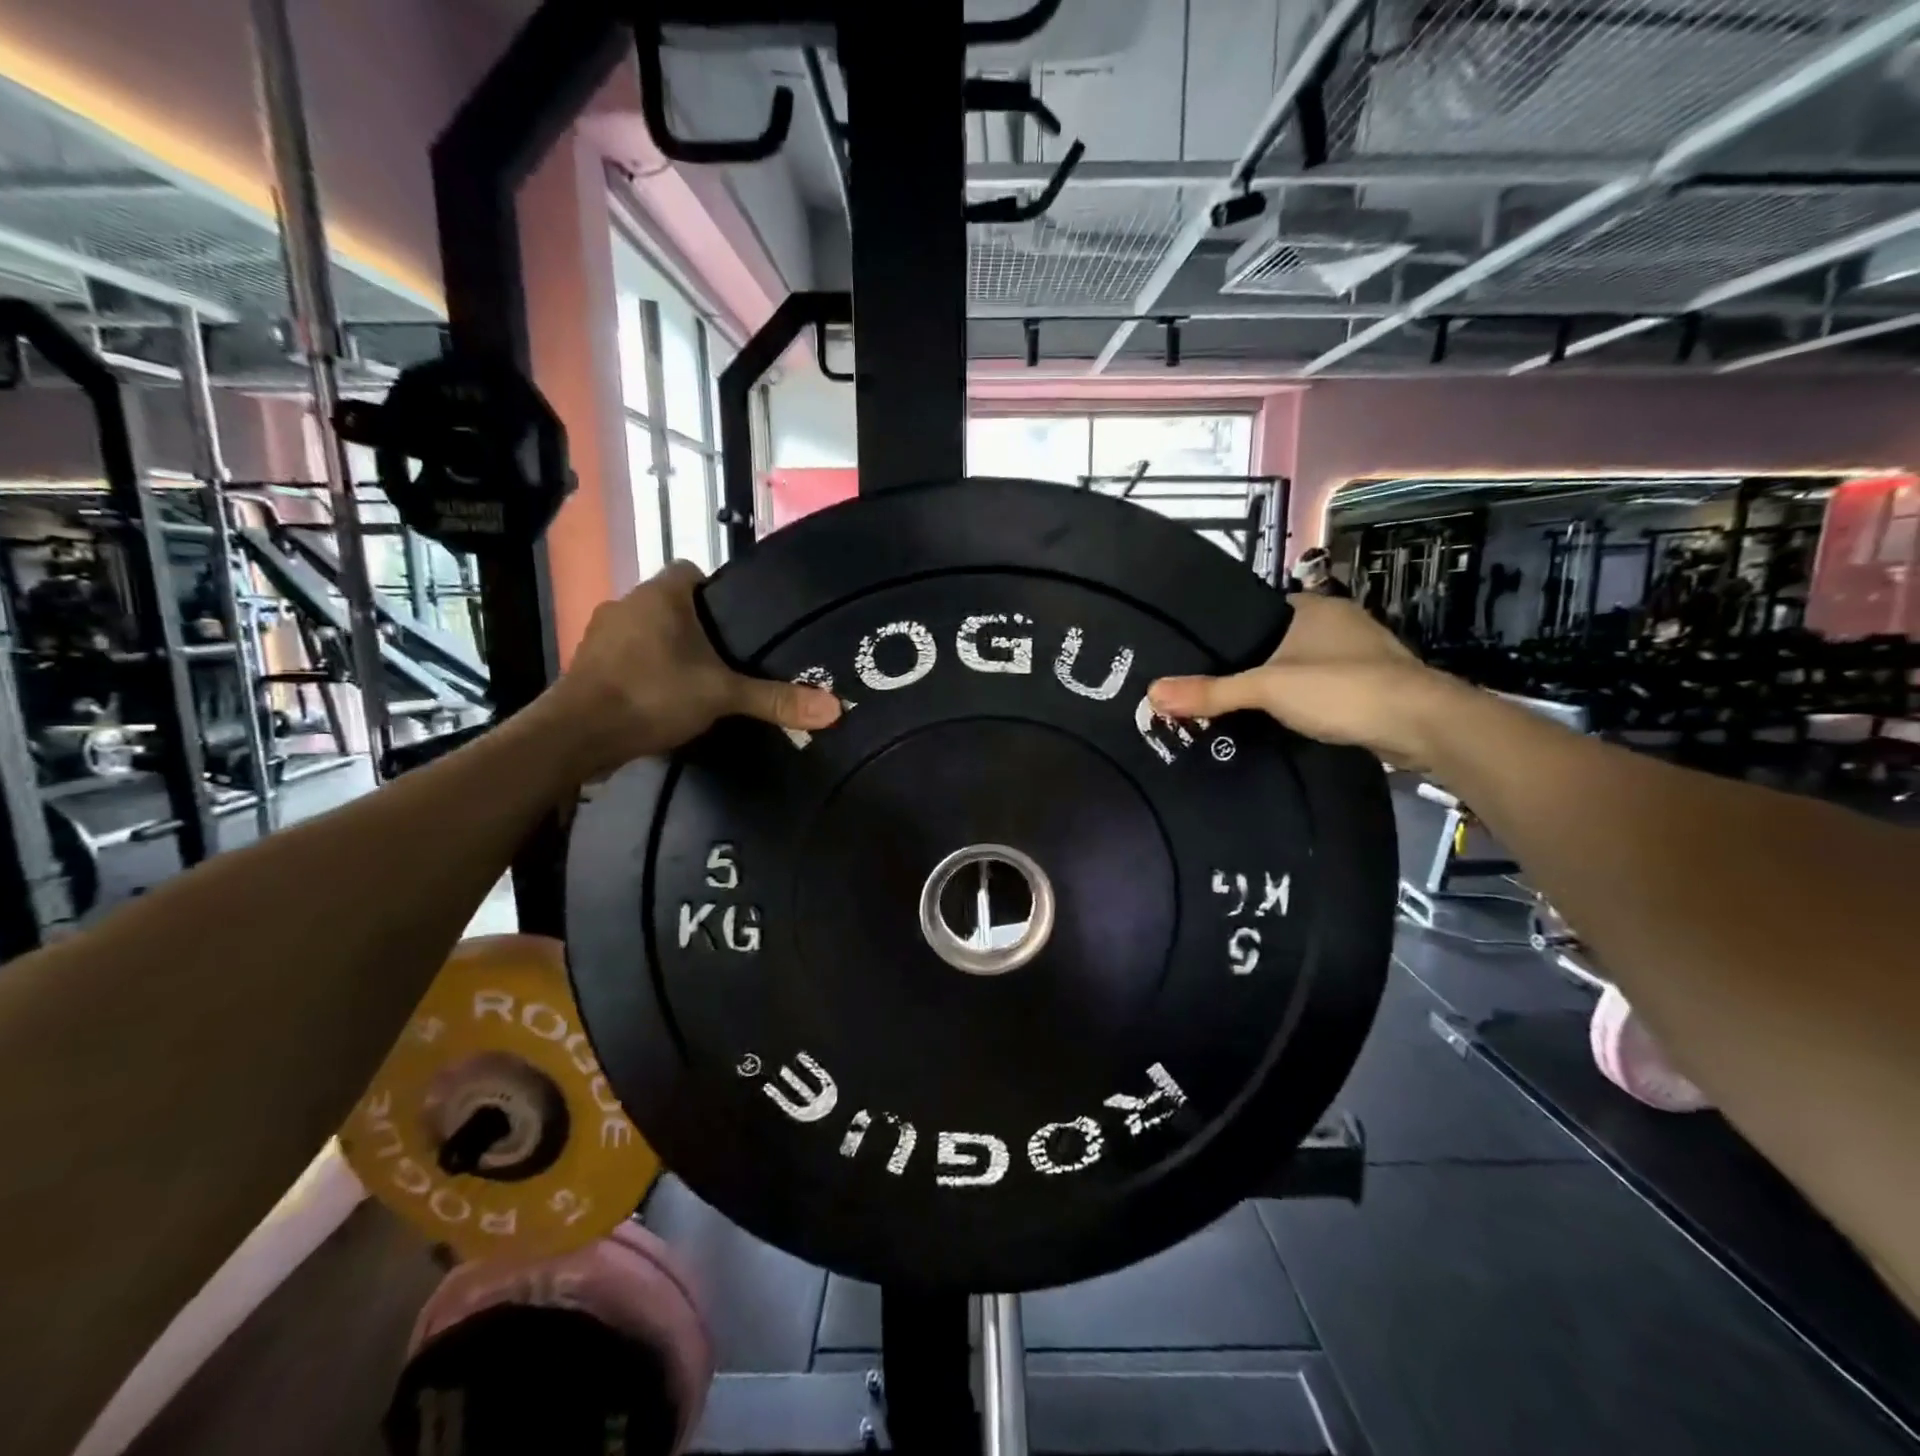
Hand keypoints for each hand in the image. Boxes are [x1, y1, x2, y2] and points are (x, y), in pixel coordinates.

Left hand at [535, 562, 839, 776]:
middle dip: (695, 627)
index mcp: (660, 595)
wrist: (577, 735)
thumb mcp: (722, 695)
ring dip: (666, 651)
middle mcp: (626, 603)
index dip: (716, 592)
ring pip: (646, 632)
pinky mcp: (586, 665)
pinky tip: (661, 701)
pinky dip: (643, 673)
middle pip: (670, 604)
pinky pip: (625, 658)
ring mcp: (601, 635)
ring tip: (697, 682)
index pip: (692, 571)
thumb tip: (835, 708)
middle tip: (728, 659)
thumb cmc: (652, 694)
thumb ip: (775, 699)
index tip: (737, 624)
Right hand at [1147, 595, 1460, 768]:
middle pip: (1278, 640)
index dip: (1228, 634)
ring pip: (1302, 665)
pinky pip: (1323, 687)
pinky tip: (1284, 719)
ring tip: (1239, 706)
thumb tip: (1151, 692)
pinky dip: (1304, 700)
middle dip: (1251, 663)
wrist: (1422, 724)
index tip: (1199, 657)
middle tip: (1211, 687)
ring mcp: (1360, 652)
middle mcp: (1337, 621)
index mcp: (1311, 607)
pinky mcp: (1374, 683)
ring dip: (1280, 683)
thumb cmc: (1340, 688)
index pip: (1257, 612)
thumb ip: (1211, 692)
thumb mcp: (1266, 689)